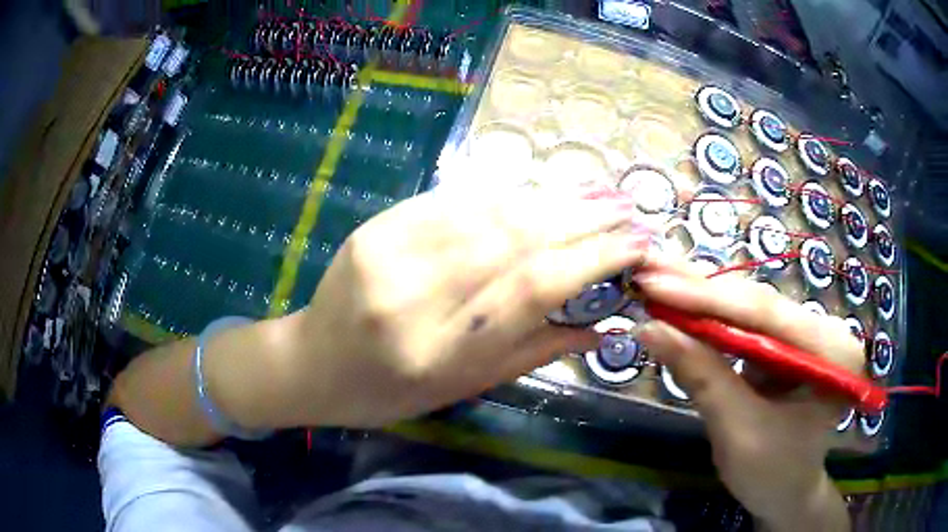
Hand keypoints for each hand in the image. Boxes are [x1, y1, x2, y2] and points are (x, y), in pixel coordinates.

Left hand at [279, 187, 651, 428]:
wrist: (312, 363)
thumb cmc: (388, 391)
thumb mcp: (462, 387)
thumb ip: (534, 350)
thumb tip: (603, 324)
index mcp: (438, 351)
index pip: (534, 288)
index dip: (594, 259)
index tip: (636, 244)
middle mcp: (412, 296)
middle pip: (515, 238)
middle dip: (582, 217)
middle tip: (626, 205)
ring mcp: (387, 251)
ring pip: (487, 211)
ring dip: (550, 198)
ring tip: (596, 192)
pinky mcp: (375, 226)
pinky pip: (451, 199)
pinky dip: (503, 193)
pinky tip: (538, 190)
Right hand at [634, 260, 858, 530]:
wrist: (786, 494)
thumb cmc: (772, 473)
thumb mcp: (737, 430)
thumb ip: (702, 376)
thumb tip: (650, 328)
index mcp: (831, 351)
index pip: (766, 313)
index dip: (709, 298)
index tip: (655, 285)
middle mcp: (823, 329)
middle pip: (758, 302)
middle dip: (701, 290)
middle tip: (648, 272)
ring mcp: (804, 333)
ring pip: (748, 306)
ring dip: (701, 297)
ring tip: (656, 282)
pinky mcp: (785, 343)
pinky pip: (745, 323)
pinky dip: (710, 316)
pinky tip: (681, 302)